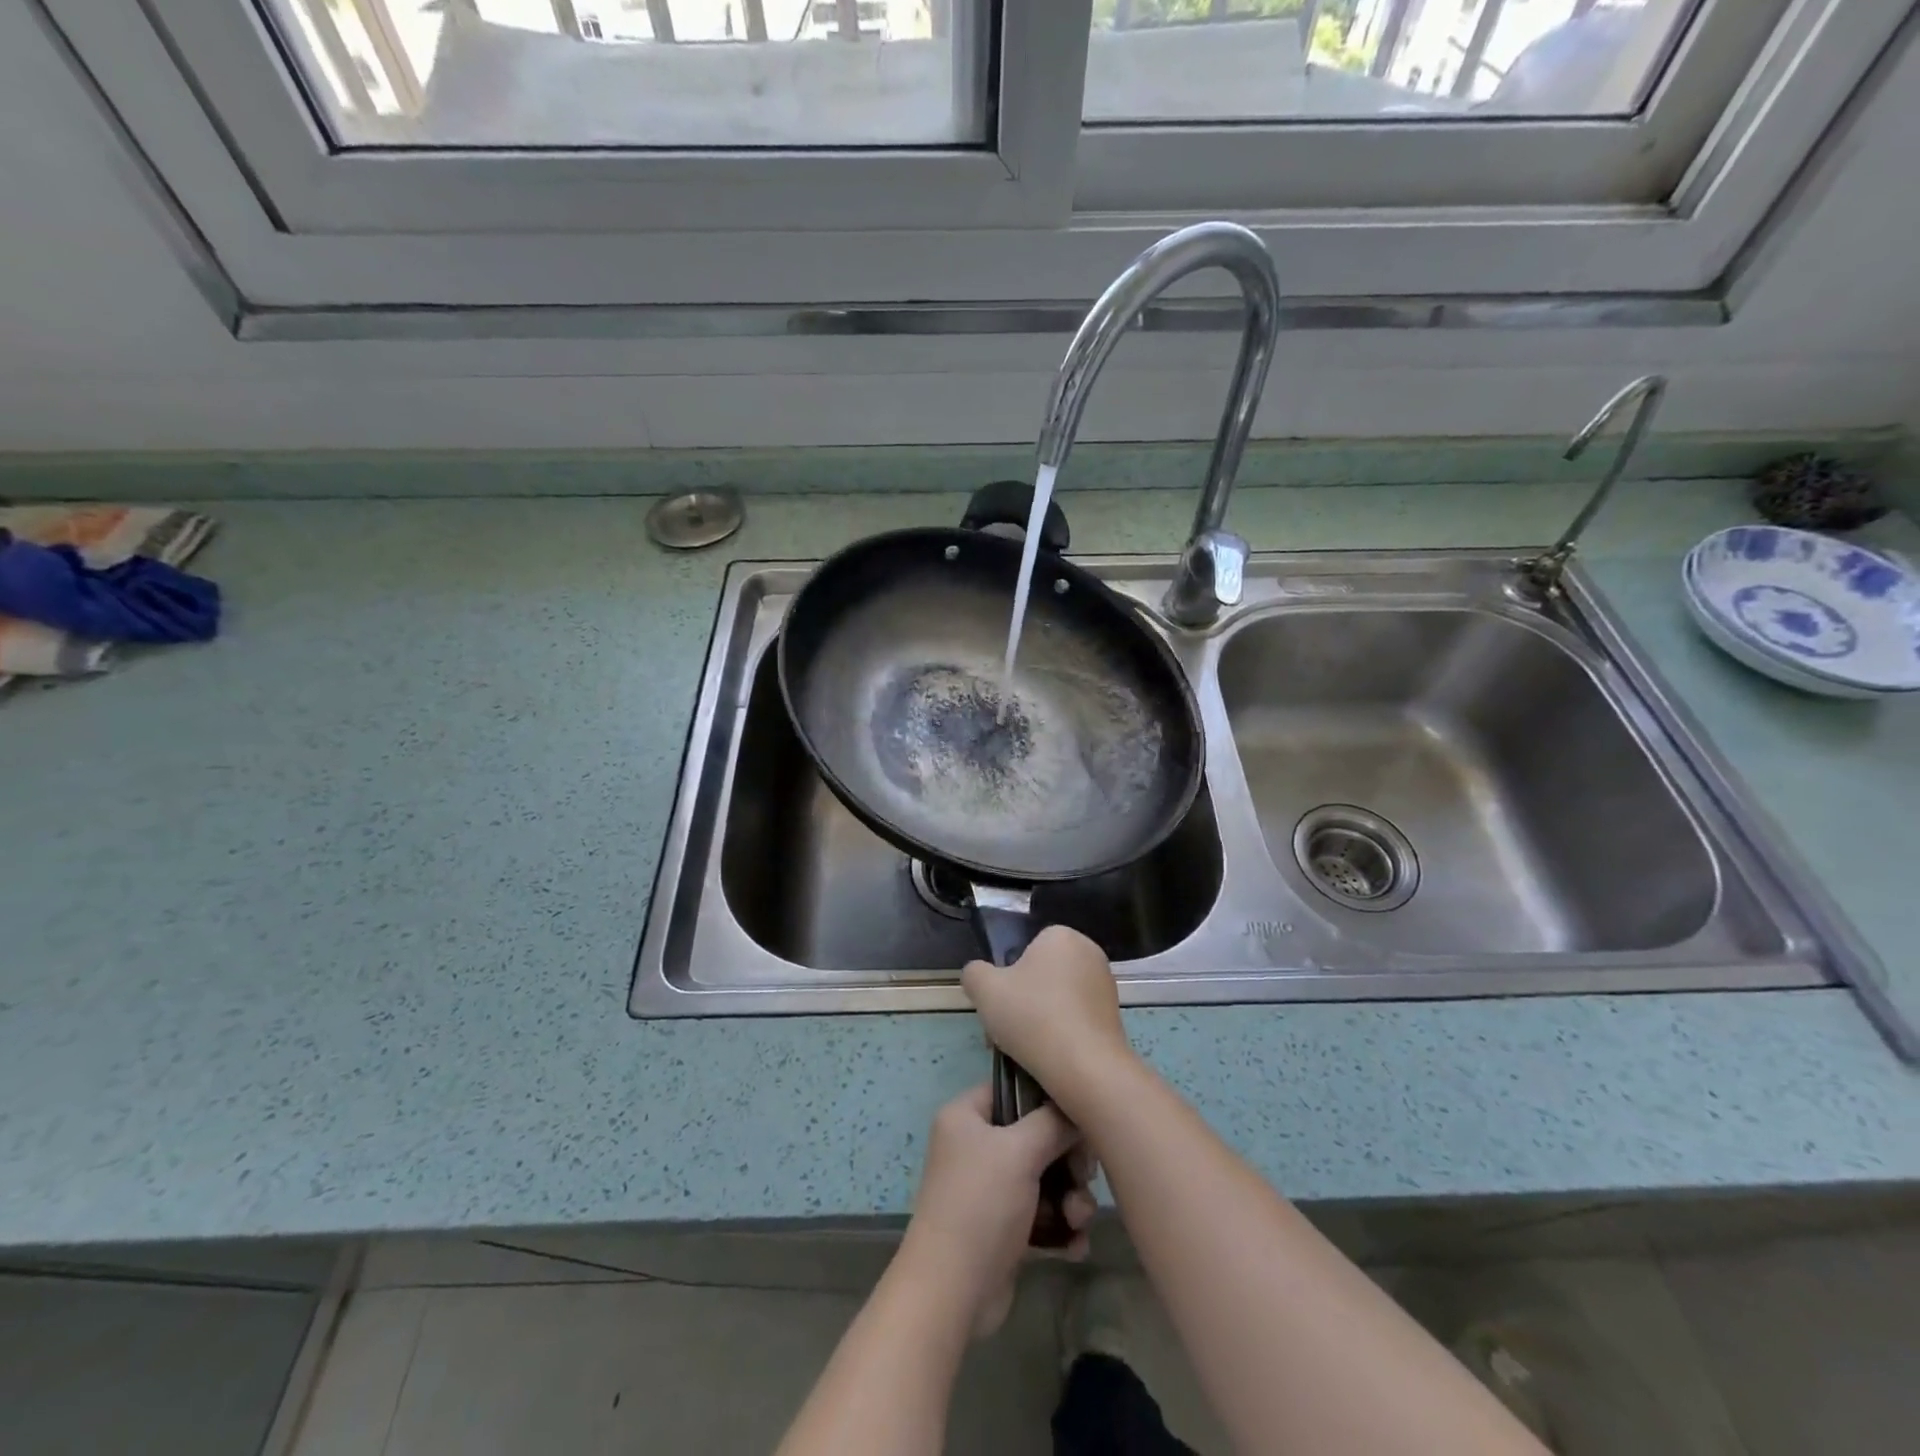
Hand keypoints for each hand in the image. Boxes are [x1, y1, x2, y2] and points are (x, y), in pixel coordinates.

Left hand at [900, 1084, 1095, 1338]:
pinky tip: (1075, 1245)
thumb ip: (1052, 1123)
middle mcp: (975, 1146)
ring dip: (1069, 1199)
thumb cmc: (981, 1205)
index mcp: (967, 1116)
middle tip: (1084, 1177)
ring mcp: (989, 1189)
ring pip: (1044, 1179)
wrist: (951, 1292)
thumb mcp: (1019, 1151)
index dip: (1048, 1100)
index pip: (1013, 1090)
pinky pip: (1041, 1216)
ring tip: (1077, 1220)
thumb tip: (1076, 1111)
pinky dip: (1060, 1228)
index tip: (1079, 1119)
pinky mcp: (1003, 1229)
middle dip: (1067, 1162)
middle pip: (1036, 1137)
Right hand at [961, 925, 1133, 1115]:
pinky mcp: (1115, 1016)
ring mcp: (1106, 985)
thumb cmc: (1032, 1017)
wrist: (1085, 1068)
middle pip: (1042, 975)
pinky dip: (1062, 1033)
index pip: (1026, 950)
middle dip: (1023, 1001)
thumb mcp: (985, 989)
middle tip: (1007, 1030)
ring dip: (1040, 1019)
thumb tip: (979, 974)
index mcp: (1061, 936)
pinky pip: (1077, 1019)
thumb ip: (974, 973)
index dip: (1008, 978)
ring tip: (1024, 1051)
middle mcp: (1089, 952)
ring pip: (1058, 999)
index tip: (1000, 1006)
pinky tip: (1049, 1057)